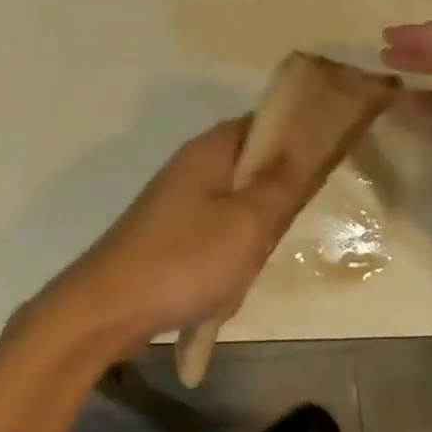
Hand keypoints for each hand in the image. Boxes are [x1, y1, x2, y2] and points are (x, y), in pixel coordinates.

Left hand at [22, 117, 317, 360]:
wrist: (110, 307)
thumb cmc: (186, 259)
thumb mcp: (248, 222)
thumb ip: (281, 183)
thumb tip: (306, 144)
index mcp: (210, 150)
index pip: (262, 124)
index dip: (295, 139)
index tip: (322, 167)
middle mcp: (192, 165)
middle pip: (250, 165)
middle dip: (274, 196)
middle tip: (285, 227)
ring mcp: (177, 200)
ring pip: (235, 203)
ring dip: (251, 232)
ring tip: (253, 262)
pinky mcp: (169, 232)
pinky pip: (214, 231)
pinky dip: (228, 253)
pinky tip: (228, 285)